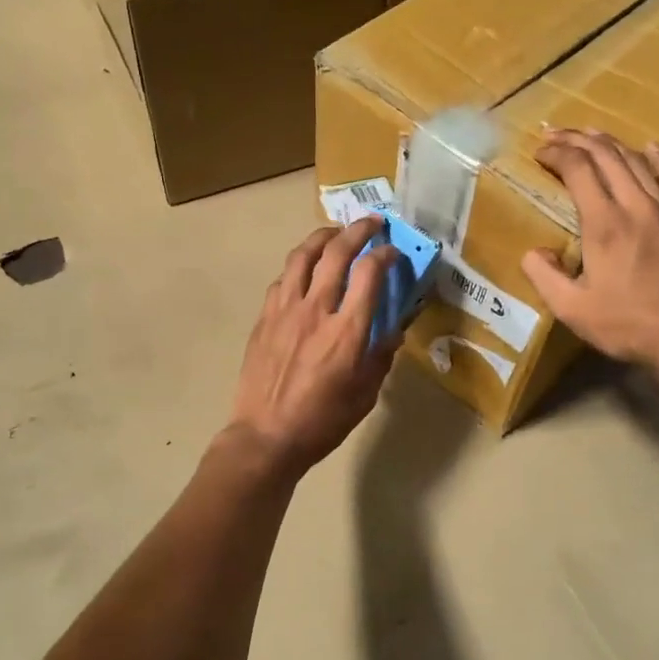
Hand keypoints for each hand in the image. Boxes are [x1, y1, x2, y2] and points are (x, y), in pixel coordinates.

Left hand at [227, 217, 398, 472]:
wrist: (266, 437)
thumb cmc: (322, 422)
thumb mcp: (364, 395)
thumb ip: (380, 356)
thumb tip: (392, 330)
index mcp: (347, 332)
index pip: (369, 274)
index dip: (385, 254)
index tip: (393, 251)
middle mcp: (316, 310)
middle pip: (336, 253)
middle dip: (357, 230)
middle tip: (371, 223)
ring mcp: (285, 310)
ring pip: (302, 256)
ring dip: (322, 237)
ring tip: (335, 232)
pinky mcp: (264, 317)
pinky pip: (283, 279)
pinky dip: (299, 265)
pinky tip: (305, 269)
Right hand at [521, 129, 658, 376]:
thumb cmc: (624, 325)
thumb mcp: (570, 308)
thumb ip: (543, 275)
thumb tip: (533, 251)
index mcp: (604, 224)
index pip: (578, 169)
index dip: (557, 154)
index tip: (539, 152)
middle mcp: (635, 206)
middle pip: (606, 156)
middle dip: (577, 140)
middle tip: (555, 135)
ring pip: (636, 162)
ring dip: (610, 143)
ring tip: (590, 135)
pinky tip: (650, 146)